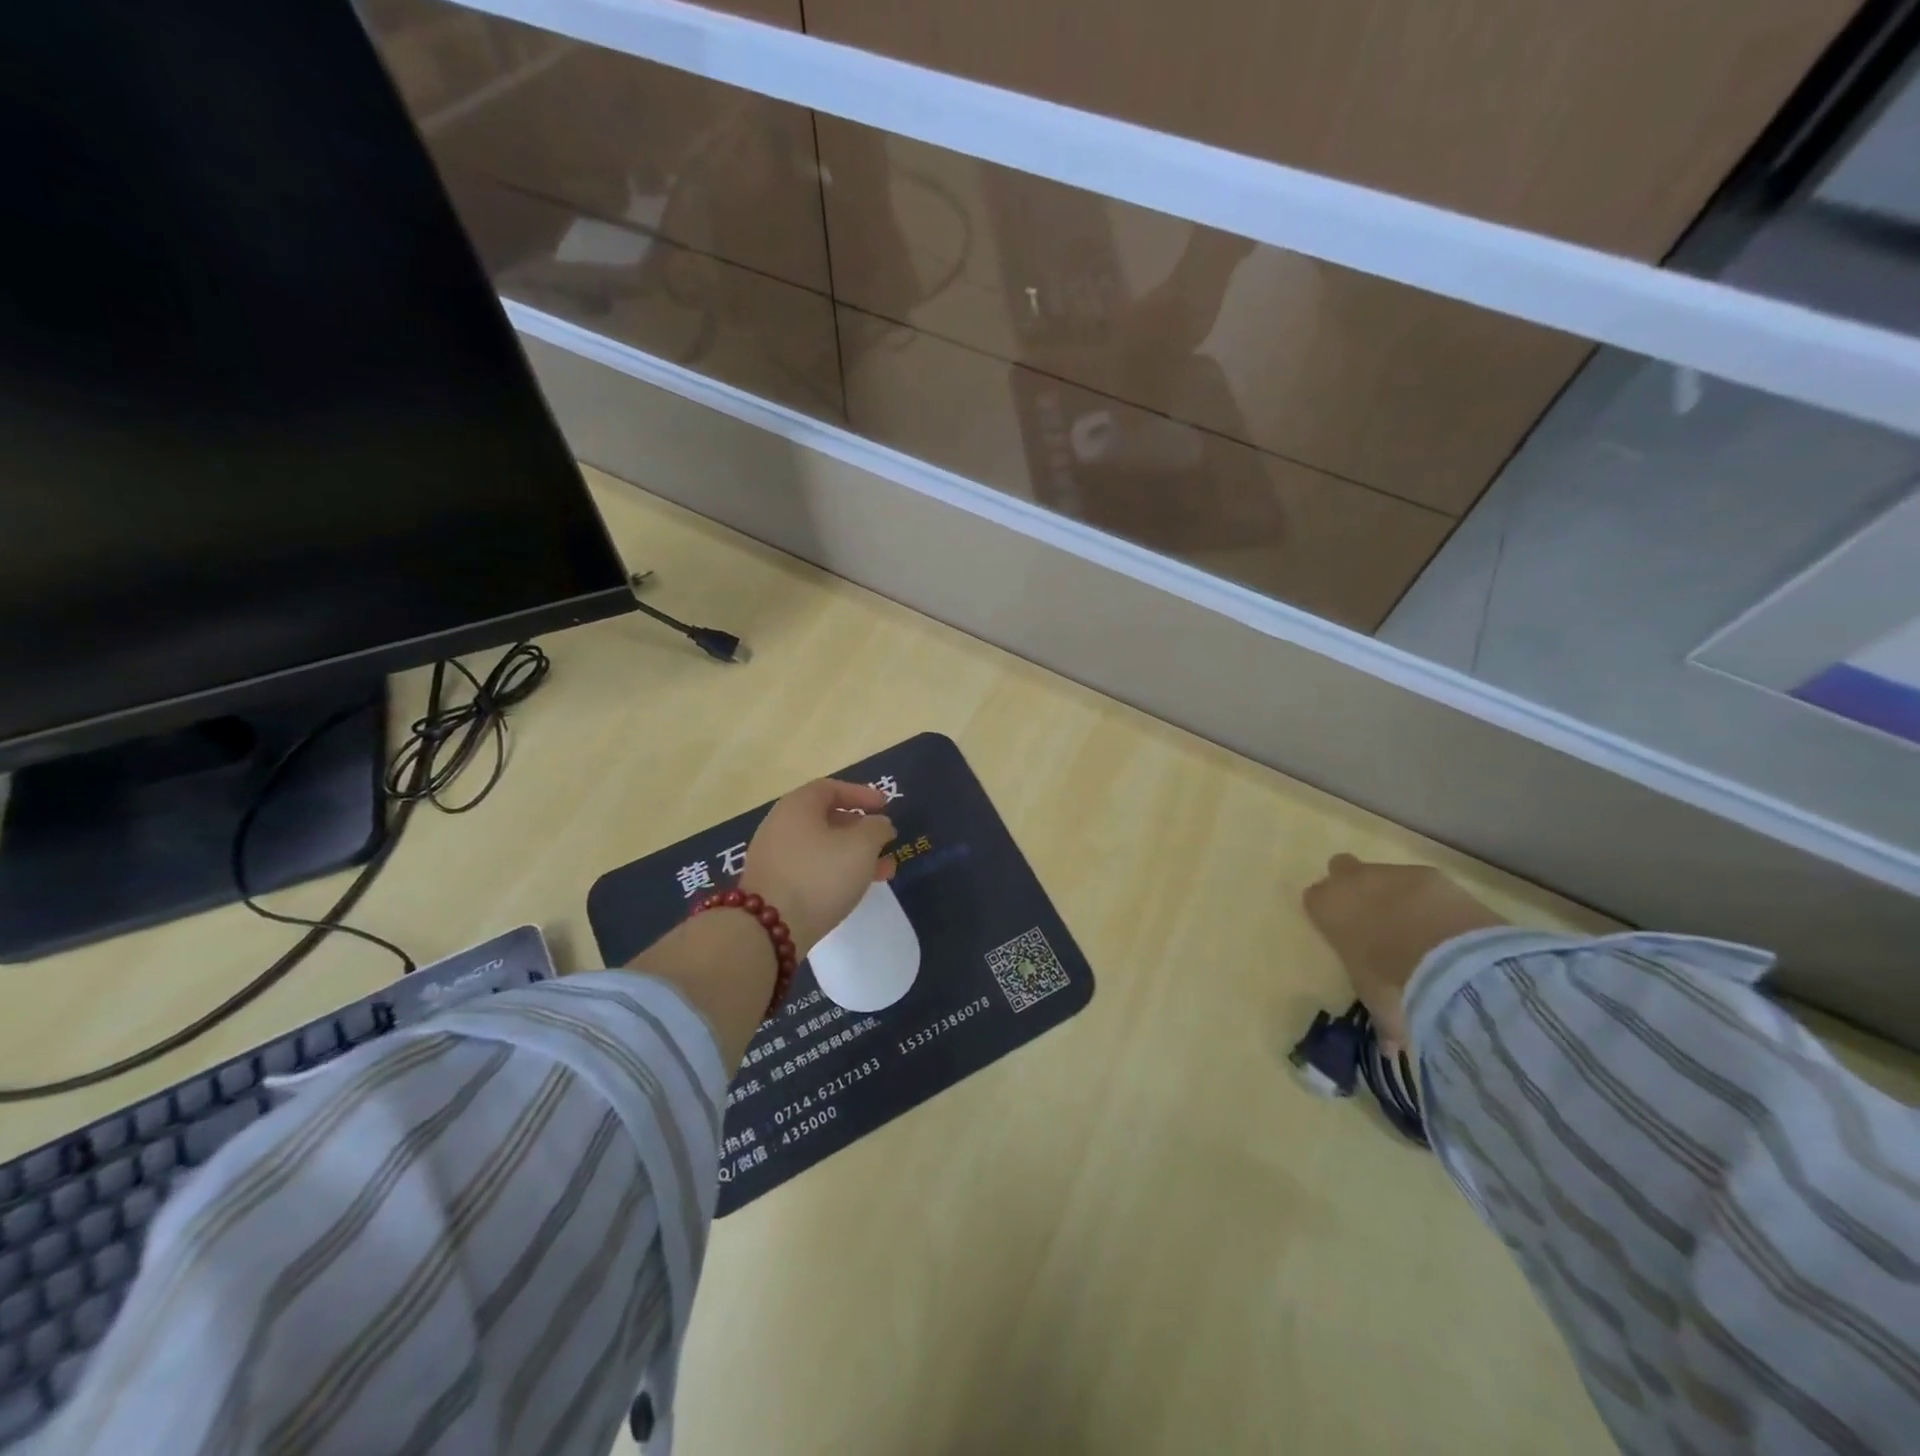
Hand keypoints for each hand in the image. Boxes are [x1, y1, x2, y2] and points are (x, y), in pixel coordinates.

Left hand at [739, 780, 895, 958]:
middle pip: (826, 818)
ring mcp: (772, 856)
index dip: (861, 794)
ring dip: (853, 855)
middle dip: (861, 830)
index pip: (831, 788)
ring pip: (821, 847)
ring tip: (883, 873)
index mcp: (797, 806)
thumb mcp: (861, 846)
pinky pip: (809, 868)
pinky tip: (853, 889)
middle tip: (885, 843)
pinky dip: (834, 872)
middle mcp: (780, 825)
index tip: (885, 806)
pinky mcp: (771, 885)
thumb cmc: (819, 875)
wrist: (768, 928)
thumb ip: (877, 828)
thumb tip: (879, 824)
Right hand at [1302, 855, 1506, 1050]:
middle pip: (1341, 868)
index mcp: (1325, 908)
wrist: (1450, 959)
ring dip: (1395, 894)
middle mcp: (1350, 881)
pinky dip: (1432, 899)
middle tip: (1374, 918)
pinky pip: (1423, 883)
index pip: (1314, 899)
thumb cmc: (1392, 982)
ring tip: (1420, 927)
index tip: (1343, 934)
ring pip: (1384, 874)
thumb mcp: (1379, 1005)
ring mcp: (1391, 873)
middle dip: (1354, 886)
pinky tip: (1449, 925)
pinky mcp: (1431, 874)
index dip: (1328, 914)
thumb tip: (1389, 1047)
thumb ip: (1381, 1019)